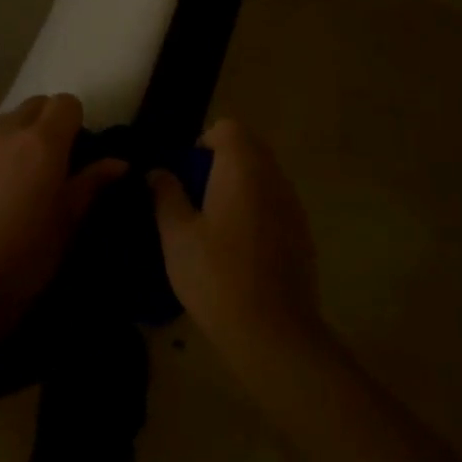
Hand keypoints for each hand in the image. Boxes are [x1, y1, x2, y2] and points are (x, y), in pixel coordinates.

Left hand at [0, 94, 125, 310]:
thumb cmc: (25, 255)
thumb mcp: (68, 222)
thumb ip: (92, 184)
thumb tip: (119, 162)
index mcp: (43, 141)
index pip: (66, 102)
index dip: (77, 121)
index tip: (79, 151)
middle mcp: (7, 132)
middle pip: (34, 105)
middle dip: (49, 121)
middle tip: (55, 160)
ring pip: (5, 123)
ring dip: (20, 136)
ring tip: (23, 179)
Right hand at [150, 120, 324, 366]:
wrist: (273, 333)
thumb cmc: (216, 275)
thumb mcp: (176, 234)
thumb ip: (166, 194)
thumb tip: (158, 172)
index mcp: (242, 167)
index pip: (228, 128)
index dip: (205, 142)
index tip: (187, 173)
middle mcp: (273, 176)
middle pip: (249, 148)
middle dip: (221, 162)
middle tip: (196, 196)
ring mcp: (292, 205)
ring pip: (264, 176)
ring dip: (240, 186)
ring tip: (215, 223)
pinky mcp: (303, 233)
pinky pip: (275, 203)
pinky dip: (257, 209)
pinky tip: (240, 247)